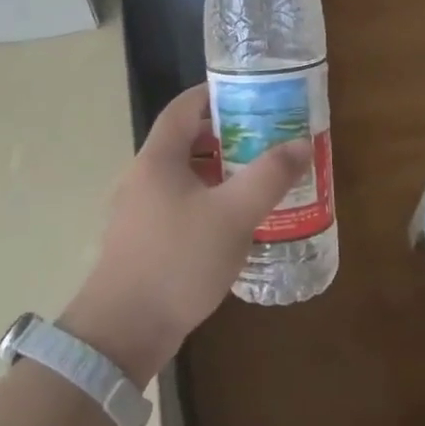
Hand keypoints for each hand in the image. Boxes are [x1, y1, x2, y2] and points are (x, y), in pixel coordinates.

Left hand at [62, 84, 309, 383]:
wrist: (123, 331)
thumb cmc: (178, 260)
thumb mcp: (233, 215)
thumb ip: (269, 176)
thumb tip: (301, 143)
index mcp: (158, 159)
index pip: (184, 107)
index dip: (216, 93)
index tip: (254, 95)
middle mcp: (143, 177)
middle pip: (185, 140)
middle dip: (227, 135)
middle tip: (267, 138)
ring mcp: (139, 211)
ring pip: (184, 176)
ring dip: (220, 172)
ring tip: (259, 178)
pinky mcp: (144, 241)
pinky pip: (180, 206)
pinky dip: (208, 201)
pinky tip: (235, 223)